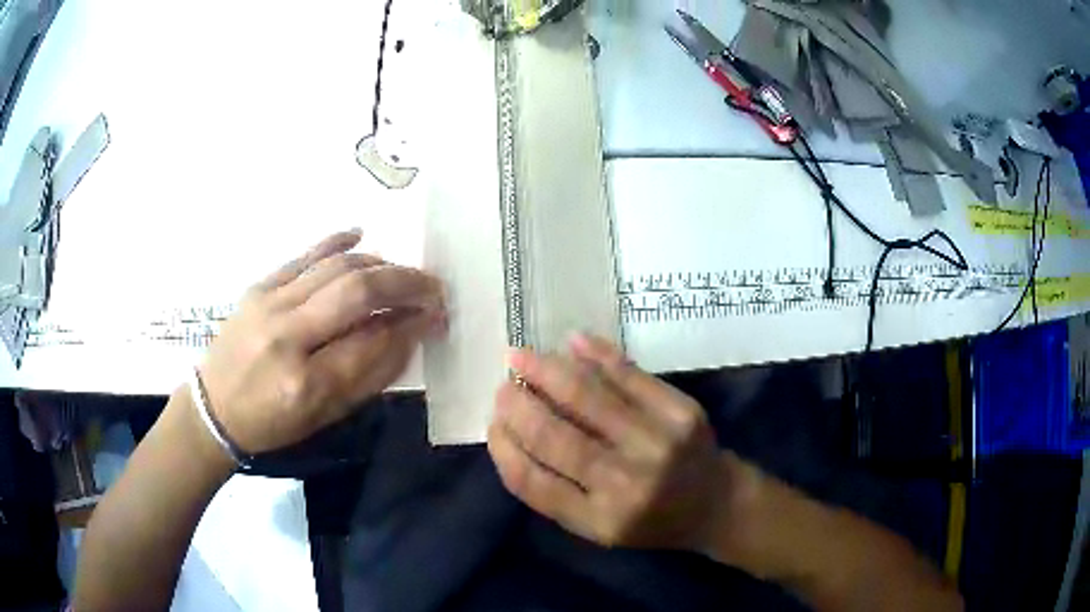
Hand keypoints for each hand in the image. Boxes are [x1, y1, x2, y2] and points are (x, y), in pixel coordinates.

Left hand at [198, 229, 444, 453]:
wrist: (214, 407)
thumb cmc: (272, 423)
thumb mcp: (325, 416)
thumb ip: (370, 376)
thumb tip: (409, 334)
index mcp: (305, 383)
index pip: (371, 341)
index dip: (410, 324)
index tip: (435, 316)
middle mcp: (287, 336)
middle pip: (356, 291)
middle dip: (404, 283)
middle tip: (432, 286)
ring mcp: (269, 304)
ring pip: (335, 268)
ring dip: (379, 265)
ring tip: (402, 273)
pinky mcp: (259, 286)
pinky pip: (304, 255)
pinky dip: (337, 243)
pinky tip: (363, 236)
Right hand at [488, 333, 725, 549]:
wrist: (717, 503)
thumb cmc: (651, 521)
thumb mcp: (599, 527)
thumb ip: (555, 492)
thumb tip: (512, 437)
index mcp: (601, 521)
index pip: (534, 482)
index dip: (505, 449)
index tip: (492, 425)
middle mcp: (628, 485)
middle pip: (557, 438)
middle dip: (519, 406)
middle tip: (503, 386)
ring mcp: (658, 444)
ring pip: (588, 398)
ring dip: (547, 372)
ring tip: (522, 358)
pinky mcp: (682, 412)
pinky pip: (630, 375)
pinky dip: (598, 355)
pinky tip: (572, 343)